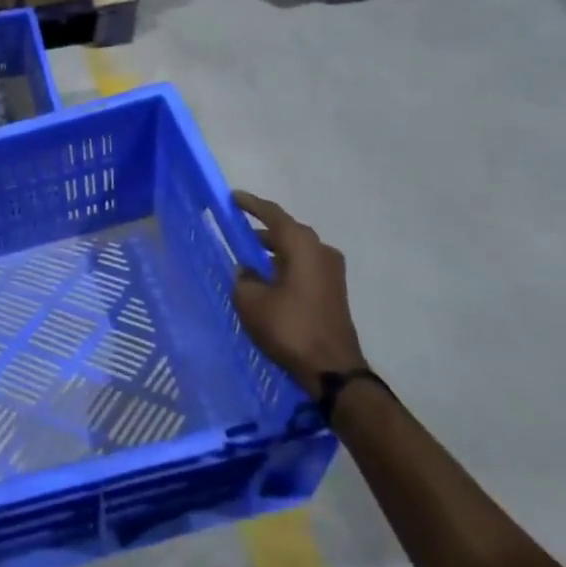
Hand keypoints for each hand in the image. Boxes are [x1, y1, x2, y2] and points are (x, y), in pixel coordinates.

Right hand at [231, 194, 365, 396]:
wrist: (332, 369)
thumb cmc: (289, 327)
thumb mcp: (251, 301)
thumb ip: (244, 278)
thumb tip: (247, 271)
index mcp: (302, 246)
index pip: (273, 215)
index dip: (251, 205)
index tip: (233, 198)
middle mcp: (321, 252)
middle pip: (287, 232)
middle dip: (261, 229)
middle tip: (236, 229)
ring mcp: (331, 273)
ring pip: (296, 251)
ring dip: (273, 251)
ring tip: (247, 256)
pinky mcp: (332, 292)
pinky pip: (303, 267)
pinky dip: (283, 266)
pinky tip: (266, 279)